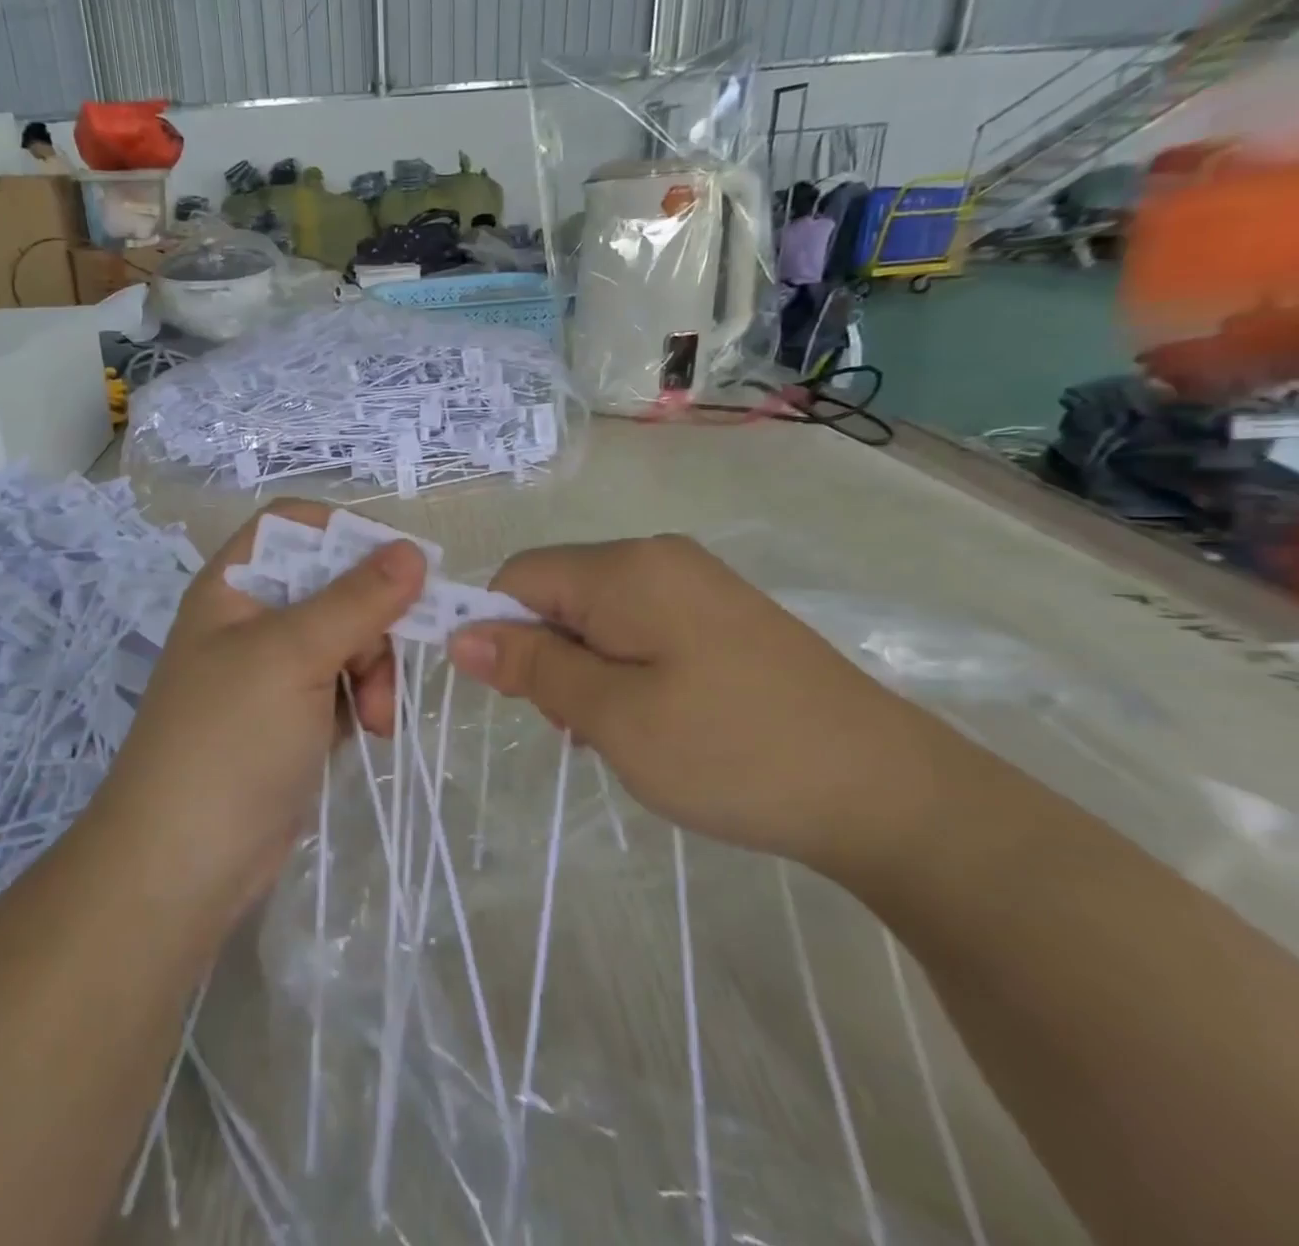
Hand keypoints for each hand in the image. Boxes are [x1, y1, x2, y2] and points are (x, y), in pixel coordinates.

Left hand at [96, 501, 427, 913]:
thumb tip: (413, 550)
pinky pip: (344, 685)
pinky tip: (369, 734)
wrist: (183, 866)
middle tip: (384, 666)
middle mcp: (252, 620)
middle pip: (334, 585)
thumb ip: (357, 599)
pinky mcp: (292, 718)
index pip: (293, 526)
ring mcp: (272, 672)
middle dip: (371, 623)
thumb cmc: (229, 741)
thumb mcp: (294, 656)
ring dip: (374, 671)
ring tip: (377, 718)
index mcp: (235, 587)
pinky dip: (363, 703)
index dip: (346, 533)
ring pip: (348, 639)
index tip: (401, 564)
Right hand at [446, 536, 964, 876]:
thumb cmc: (732, 752)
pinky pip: (640, 627)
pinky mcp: (721, 614)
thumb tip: (461, 636)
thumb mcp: (613, 716)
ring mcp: (696, 583)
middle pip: (558, 593)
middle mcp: (657, 557)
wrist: (887, 791)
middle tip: (579, 726)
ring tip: (620, 732)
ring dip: (585, 669)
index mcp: (625, 568)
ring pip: (597, 615)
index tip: (513, 697)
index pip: (518, 577)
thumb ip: (533, 668)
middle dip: (547, 656)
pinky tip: (656, 719)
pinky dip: (624, 668)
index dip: (496, 630)